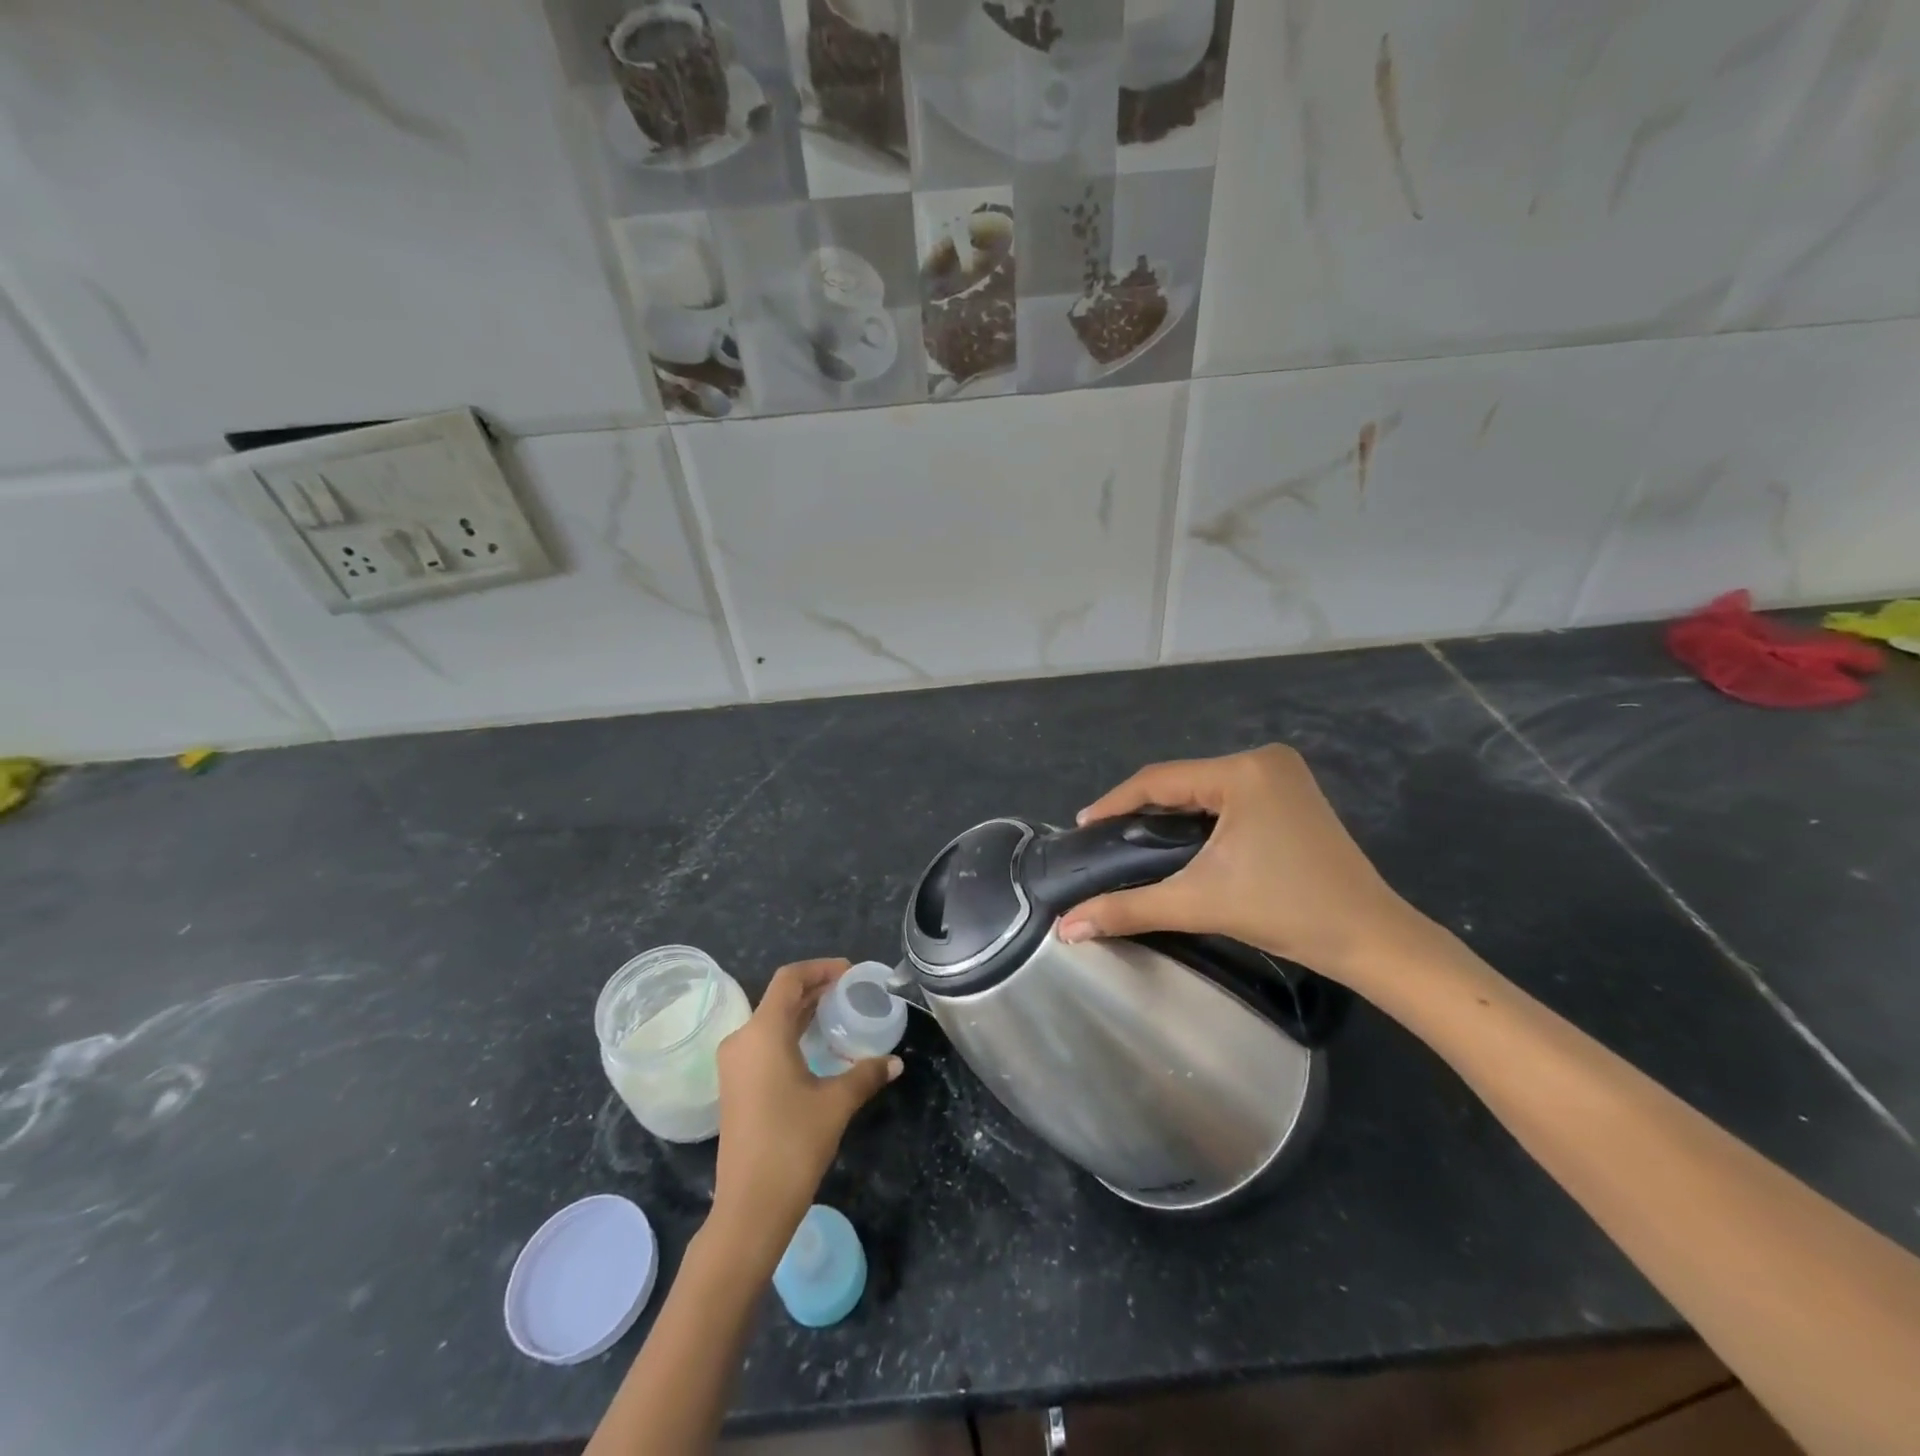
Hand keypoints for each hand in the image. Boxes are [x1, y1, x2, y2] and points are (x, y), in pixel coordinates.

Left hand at [710, 959, 900, 1262]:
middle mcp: (742, 1040)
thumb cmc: (792, 1145)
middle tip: (852, 991)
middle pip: (779, 997)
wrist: (749, 1208)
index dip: (821, 968)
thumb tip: (895, 1061)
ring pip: (771, 1020)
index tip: (851, 973)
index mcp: (762, 1033)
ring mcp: (735, 1064)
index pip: (789, 979)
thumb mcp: (836, 1103)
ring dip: (803, 1011)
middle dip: (816, 988)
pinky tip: (817, 1046)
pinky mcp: (736, 1085)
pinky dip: (791, 1033)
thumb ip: (865, 1074)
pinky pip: (764, 1042)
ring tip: (839, 1012)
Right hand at [1056, 746, 1435, 987]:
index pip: (1159, 780)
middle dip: (1141, 810)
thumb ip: (1127, 909)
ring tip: (1133, 841)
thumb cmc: (1286, 911)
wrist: (1371, 939)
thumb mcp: (1199, 903)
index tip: (1082, 827)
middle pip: (1181, 781)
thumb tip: (1066, 927)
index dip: (1114, 803)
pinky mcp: (1292, 794)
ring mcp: (1282, 775)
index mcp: (1242, 772)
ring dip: (1169, 814)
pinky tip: (1180, 841)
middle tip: (1105, 839)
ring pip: (1203, 789)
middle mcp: (1262, 760)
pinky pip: (1227, 797)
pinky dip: (1199, 817)